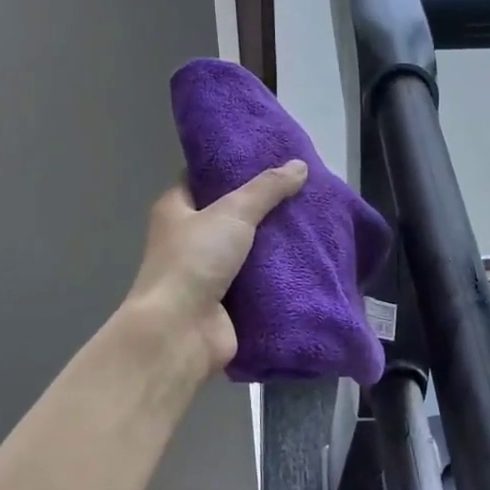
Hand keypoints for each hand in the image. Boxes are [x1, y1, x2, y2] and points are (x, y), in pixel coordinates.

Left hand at [124, 161, 308, 380]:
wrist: (180, 332)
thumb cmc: (194, 261)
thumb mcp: (233, 212)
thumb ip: (266, 189)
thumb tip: (299, 165)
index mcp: (176, 209)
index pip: (204, 178)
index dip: (233, 166)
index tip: (269, 156)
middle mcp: (189, 239)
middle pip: (231, 214)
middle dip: (264, 205)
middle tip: (301, 188)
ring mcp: (209, 273)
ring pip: (249, 249)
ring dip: (275, 241)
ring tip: (313, 220)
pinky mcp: (228, 302)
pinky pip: (259, 281)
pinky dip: (279, 274)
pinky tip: (309, 259)